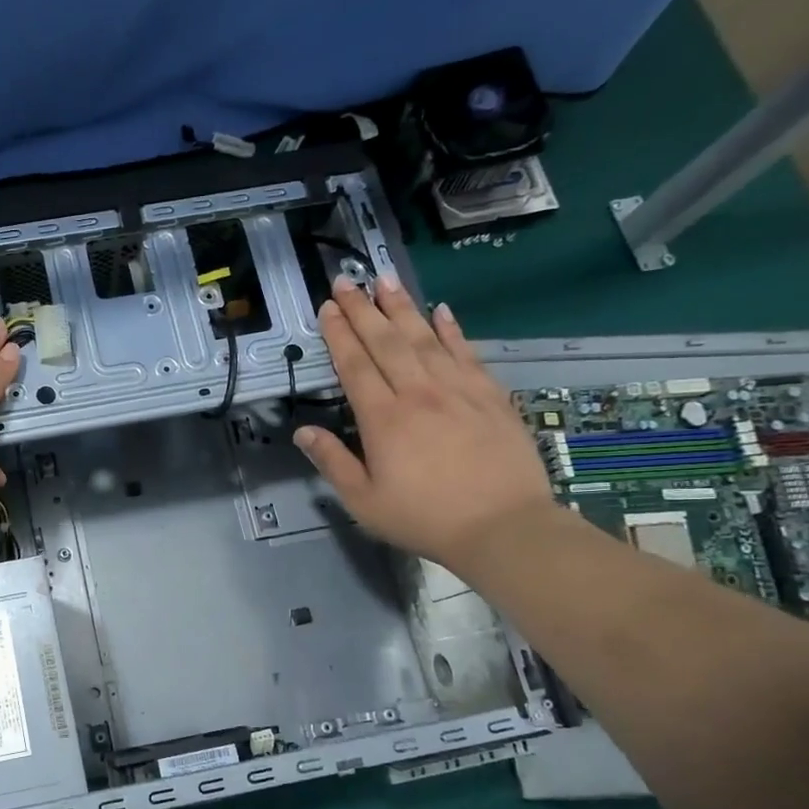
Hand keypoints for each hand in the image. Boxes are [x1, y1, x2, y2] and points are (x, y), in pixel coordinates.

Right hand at [296, 276, 556, 568]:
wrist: (504, 527)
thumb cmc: (425, 518)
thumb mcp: (364, 502)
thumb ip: (332, 463)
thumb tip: (303, 432)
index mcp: (384, 419)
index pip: (355, 365)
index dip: (339, 334)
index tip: (327, 308)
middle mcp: (419, 393)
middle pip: (386, 341)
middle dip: (363, 309)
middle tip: (346, 281)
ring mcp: (458, 391)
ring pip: (425, 338)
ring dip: (403, 307)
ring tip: (386, 280)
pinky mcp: (490, 396)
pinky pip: (467, 353)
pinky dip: (452, 330)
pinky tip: (442, 311)